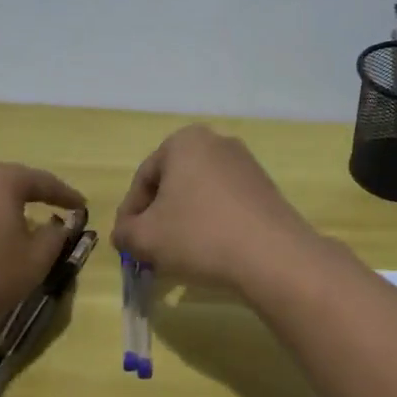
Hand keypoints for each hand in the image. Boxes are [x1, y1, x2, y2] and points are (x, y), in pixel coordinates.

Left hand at [0, 161, 84, 341]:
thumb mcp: (35, 262)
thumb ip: (55, 237)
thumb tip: (57, 224)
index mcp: (0, 181)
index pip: (42, 181)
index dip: (65, 194)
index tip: (81, 206)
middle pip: (6, 184)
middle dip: (28, 198)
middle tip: (45, 211)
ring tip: (7, 233)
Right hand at [111, 125, 318, 291]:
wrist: (273, 255)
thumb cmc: (199, 236)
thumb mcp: (146, 238)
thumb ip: (125, 232)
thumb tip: (124, 233)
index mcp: (184, 141)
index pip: (143, 178)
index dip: (130, 213)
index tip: (126, 242)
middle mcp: (217, 142)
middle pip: (173, 183)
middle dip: (158, 216)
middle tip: (150, 249)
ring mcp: (246, 163)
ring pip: (200, 194)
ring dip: (185, 221)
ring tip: (180, 254)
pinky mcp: (265, 187)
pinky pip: (226, 203)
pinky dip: (212, 223)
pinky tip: (211, 251)